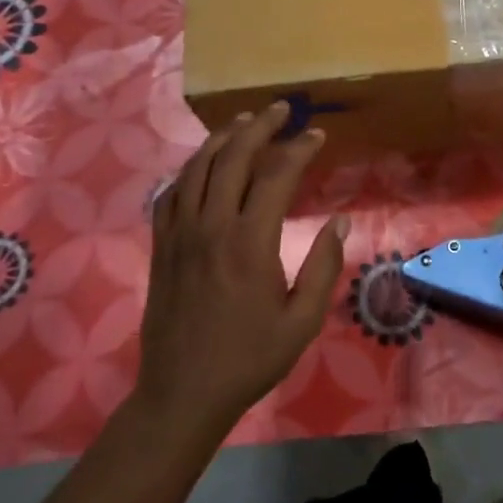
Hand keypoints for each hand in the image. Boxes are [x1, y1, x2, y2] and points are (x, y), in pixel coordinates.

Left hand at [136, 102, 346, 436]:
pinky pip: (171, 192)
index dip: (299, 149)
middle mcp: (211, 226)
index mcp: (250, 242)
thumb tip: (340, 220)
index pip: (276, 175)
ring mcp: (180, 233)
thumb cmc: (249, 359)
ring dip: (224, 137)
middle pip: (233, 157)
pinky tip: (203, 164)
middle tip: (282, 109)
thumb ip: (323, 265)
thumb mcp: (302, 320)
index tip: (317, 135)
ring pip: (198, 167)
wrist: (182, 393)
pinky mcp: (162, 245)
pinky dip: (190, 169)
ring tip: (245, 121)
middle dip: (260, 125)